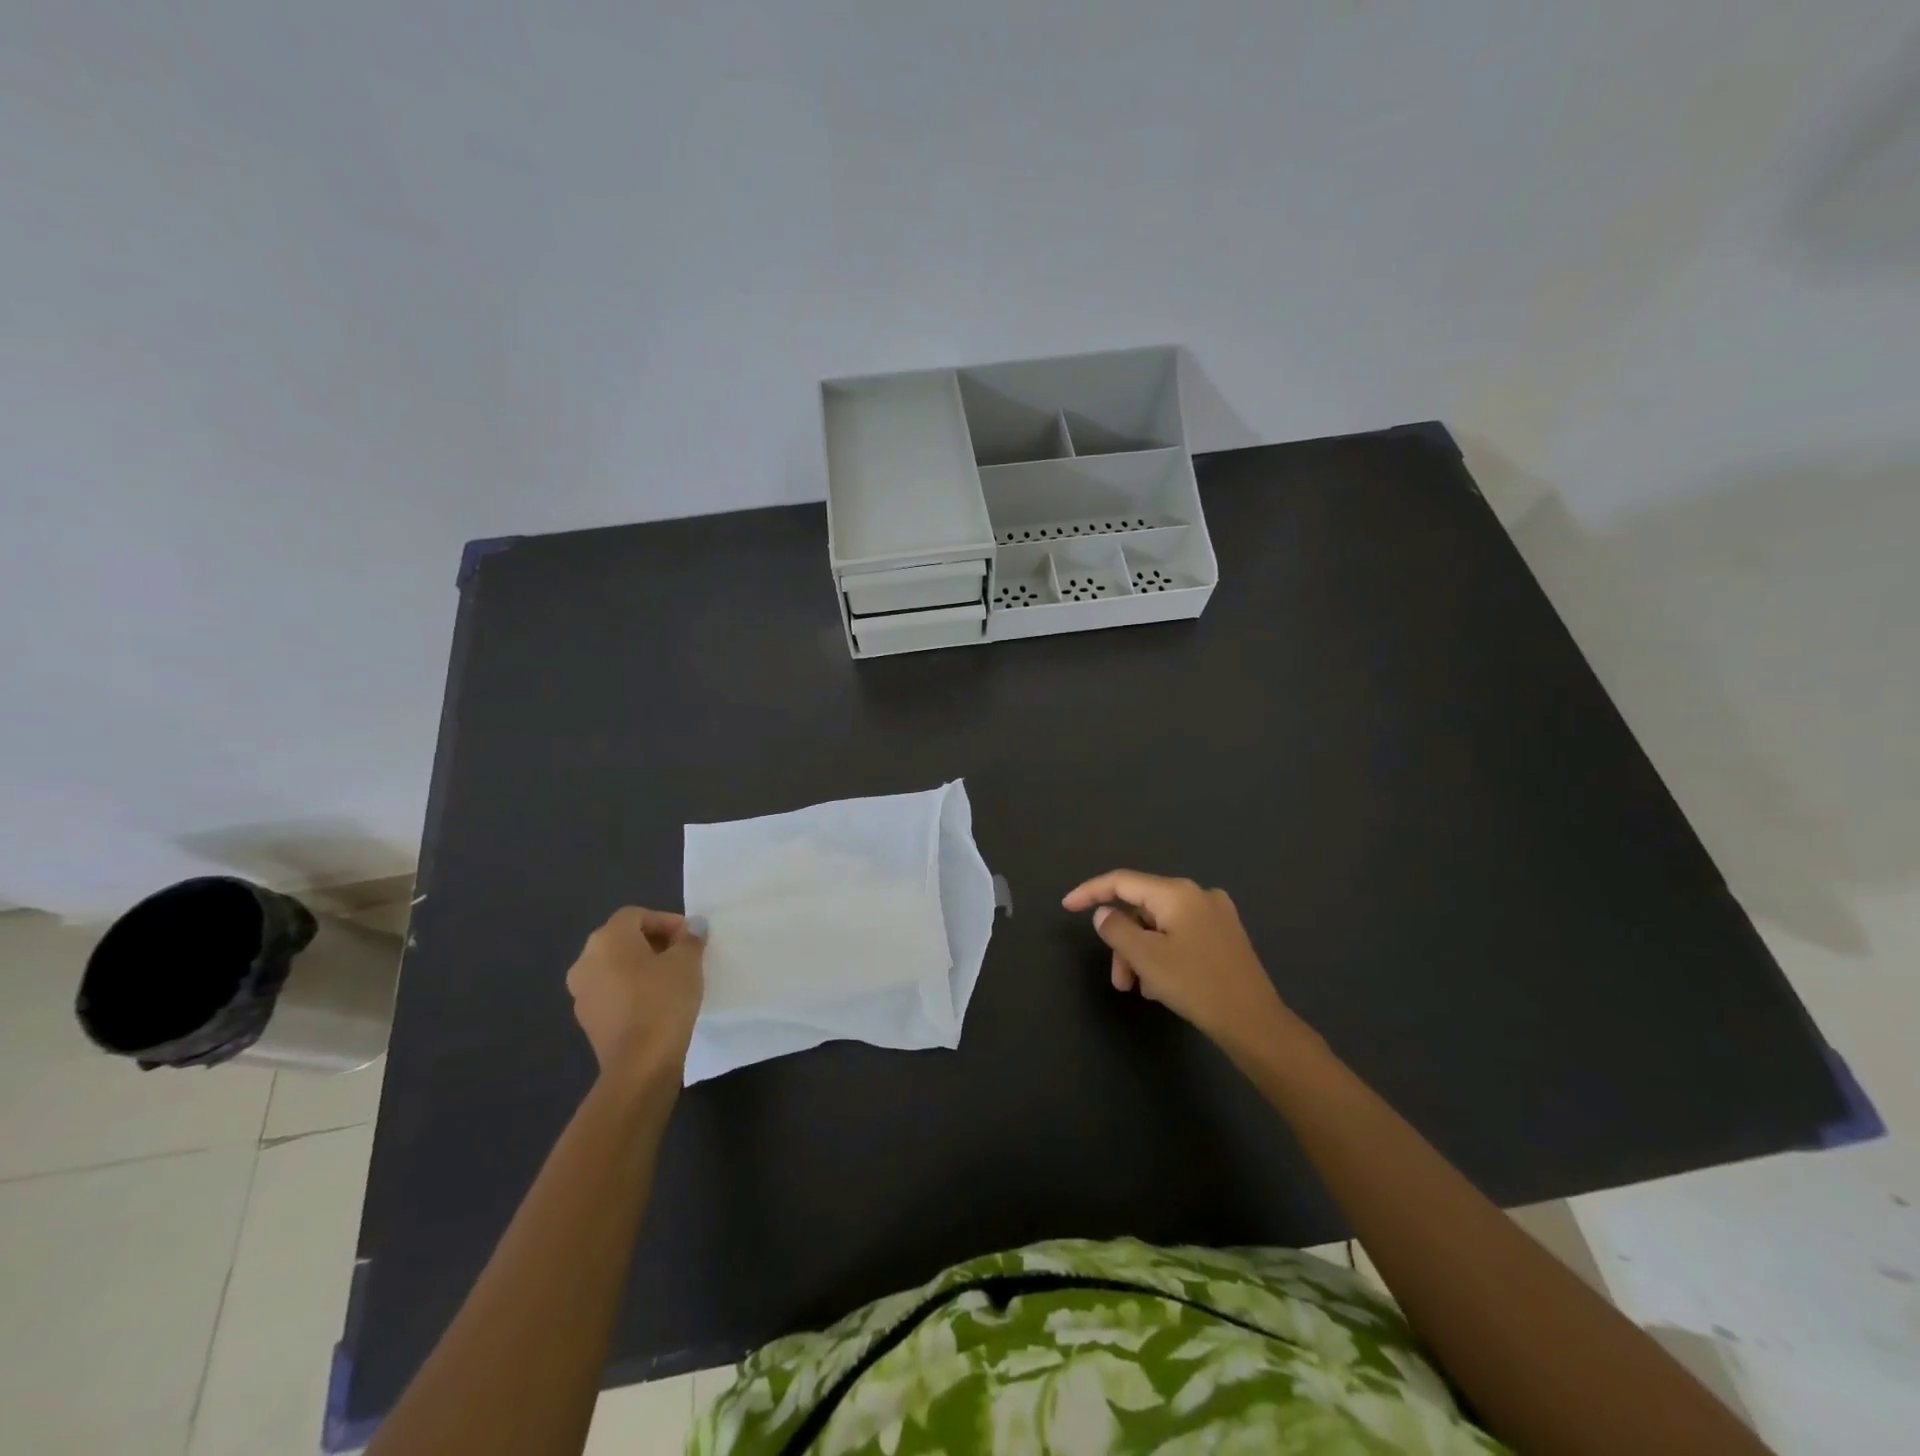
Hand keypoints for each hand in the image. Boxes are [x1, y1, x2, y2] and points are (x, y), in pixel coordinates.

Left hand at [565, 907, 705, 1086]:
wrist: (639, 1064)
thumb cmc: (663, 1000)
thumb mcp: (687, 962)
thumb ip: (690, 938)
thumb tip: (693, 926)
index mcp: (607, 939)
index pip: (637, 915)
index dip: (666, 921)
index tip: (690, 939)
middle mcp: (586, 960)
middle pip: (623, 938)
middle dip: (655, 942)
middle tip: (684, 955)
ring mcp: (581, 992)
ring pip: (616, 966)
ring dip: (642, 966)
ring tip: (672, 979)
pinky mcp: (587, 1019)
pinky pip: (612, 991)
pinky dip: (632, 989)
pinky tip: (656, 1003)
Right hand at [1062, 870, 1305, 1053]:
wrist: (1255, 1023)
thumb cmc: (1196, 985)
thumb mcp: (1145, 958)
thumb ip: (1116, 929)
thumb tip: (1104, 914)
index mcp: (1177, 893)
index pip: (1122, 882)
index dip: (1090, 892)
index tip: (1066, 906)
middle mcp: (1198, 895)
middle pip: (1142, 909)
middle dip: (1123, 942)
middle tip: (1119, 980)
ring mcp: (1216, 915)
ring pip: (1160, 926)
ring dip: (1142, 954)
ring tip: (1141, 990)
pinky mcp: (1225, 937)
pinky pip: (1179, 936)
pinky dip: (1162, 955)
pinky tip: (1162, 987)